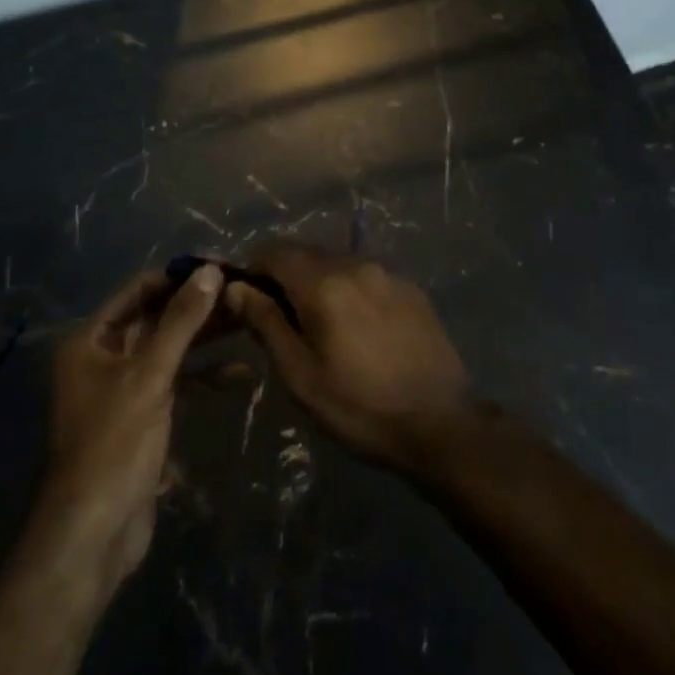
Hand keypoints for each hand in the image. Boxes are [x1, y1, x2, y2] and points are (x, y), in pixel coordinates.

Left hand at [32, 265, 223, 600]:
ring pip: (170, 350)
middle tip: (243, 292)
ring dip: (205, 340)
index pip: (140, 290)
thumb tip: (212, 270)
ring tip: (248, 323)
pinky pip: (175, 383)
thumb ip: (182, 321)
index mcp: (91, 341)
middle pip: (157, 318)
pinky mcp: (142, 416)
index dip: (180, 276)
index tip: (223, 265)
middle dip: (198, 307)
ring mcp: (124, 388)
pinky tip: (239, 376)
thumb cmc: (113, 445)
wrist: (92, 536)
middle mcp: (104, 358)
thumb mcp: (150, 376)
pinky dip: (203, 378)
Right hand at [226, 243, 472, 475]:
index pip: (275, 252)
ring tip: (319, 325)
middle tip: (280, 318)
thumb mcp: (300, 375)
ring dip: (318, 282)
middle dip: (286, 276)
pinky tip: (357, 327)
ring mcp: (388, 273)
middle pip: (307, 254)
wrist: (440, 422)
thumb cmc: (359, 407)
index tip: (246, 299)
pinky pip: (367, 276)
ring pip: (338, 263)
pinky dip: (350, 289)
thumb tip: (234, 287)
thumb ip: (266, 323)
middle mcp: (356, 265)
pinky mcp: (410, 288)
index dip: (254, 269)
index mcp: (324, 284)